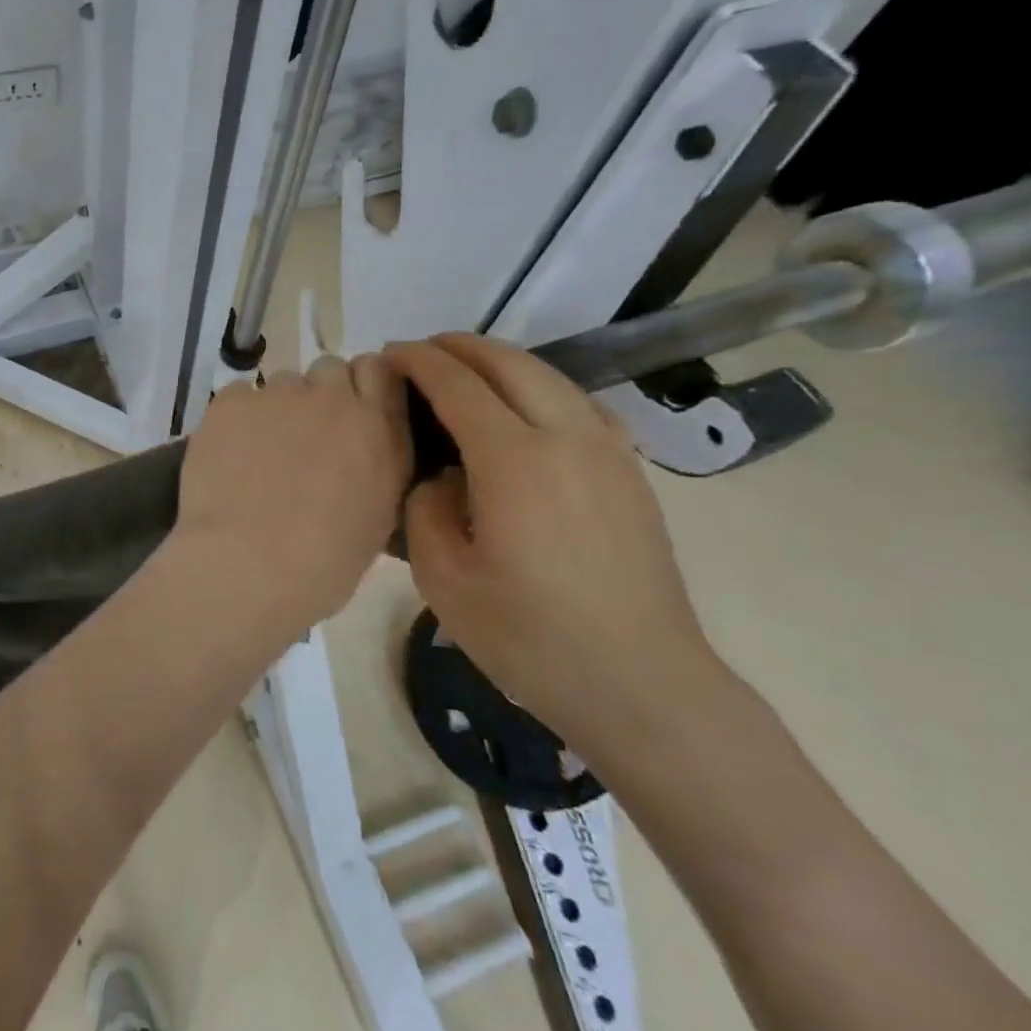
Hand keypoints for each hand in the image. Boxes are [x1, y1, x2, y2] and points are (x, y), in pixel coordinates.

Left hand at [176, 355, 412, 630]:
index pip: (380, 370)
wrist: (248, 566)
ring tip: (260, 452)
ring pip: (282, 382)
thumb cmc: (321, 564)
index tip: (350, 408)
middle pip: (330, 368)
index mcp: (380, 431)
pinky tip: (228, 453)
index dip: (362, 384)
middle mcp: (335, 400)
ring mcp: (280, 395)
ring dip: (278, 407)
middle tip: (303, 435)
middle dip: (320, 393)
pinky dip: (237, 418)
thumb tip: (357, 454)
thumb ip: (374, 467)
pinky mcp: (233, 401)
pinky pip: (240, 395)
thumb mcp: (376, 518)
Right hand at [384, 334, 716, 753]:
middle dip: (459, 347)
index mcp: (514, 460)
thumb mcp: (443, 577)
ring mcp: (608, 451)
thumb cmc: (530, 636)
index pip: (458, 384)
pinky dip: (541, 386)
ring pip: (550, 376)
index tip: (389, 354)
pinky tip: (526, 408)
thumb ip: (426, 507)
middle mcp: (566, 437)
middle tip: (421, 352)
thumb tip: (444, 476)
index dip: (419, 361)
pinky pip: (580, 403)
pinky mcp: (630, 472)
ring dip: (502, 361)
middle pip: (509, 363)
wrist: (641, 684)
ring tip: (466, 370)